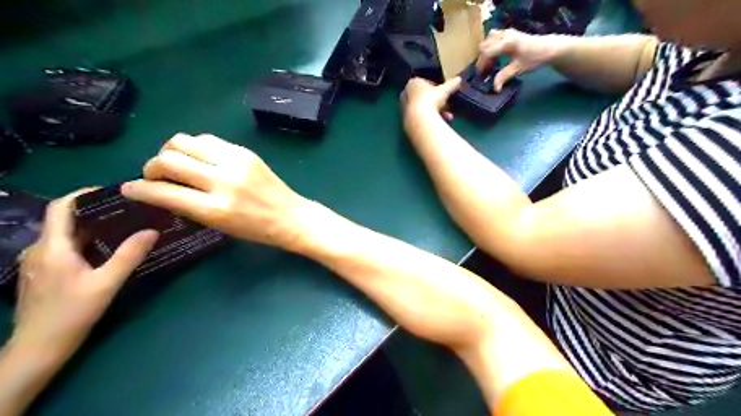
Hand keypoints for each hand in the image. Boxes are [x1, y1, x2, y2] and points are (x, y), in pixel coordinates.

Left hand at [12, 190, 157, 355]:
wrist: (38, 349)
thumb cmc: (71, 314)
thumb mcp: (106, 283)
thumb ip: (129, 255)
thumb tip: (152, 230)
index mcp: (52, 247)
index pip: (60, 208)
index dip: (83, 194)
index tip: (112, 191)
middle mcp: (39, 250)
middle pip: (65, 220)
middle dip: (96, 211)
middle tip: (128, 210)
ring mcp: (37, 263)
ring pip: (66, 235)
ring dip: (92, 227)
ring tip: (123, 227)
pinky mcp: (42, 274)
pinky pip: (64, 248)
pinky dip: (86, 242)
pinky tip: (106, 250)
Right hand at [120, 132, 310, 248]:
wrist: (290, 216)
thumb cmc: (256, 229)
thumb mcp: (218, 225)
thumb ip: (188, 206)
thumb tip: (159, 190)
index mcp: (215, 209)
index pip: (163, 192)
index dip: (139, 189)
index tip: (129, 188)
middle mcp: (222, 181)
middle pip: (168, 159)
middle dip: (151, 166)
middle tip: (154, 175)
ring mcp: (235, 162)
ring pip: (184, 141)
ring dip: (170, 151)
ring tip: (175, 163)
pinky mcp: (244, 152)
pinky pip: (207, 139)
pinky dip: (194, 147)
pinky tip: (197, 158)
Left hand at [403, 76, 460, 121]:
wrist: (419, 120)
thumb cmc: (430, 100)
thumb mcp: (444, 91)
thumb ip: (451, 84)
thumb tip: (459, 79)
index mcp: (413, 83)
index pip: (425, 83)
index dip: (436, 88)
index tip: (444, 93)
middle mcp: (406, 94)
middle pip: (424, 97)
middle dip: (437, 102)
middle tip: (447, 106)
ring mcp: (405, 108)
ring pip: (423, 108)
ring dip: (436, 112)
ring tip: (448, 117)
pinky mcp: (406, 120)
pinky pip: (421, 117)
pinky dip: (430, 119)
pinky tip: (439, 123)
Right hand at [478, 27, 551, 90]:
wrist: (548, 47)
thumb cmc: (534, 58)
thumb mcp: (518, 69)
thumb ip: (504, 77)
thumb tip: (495, 89)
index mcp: (507, 42)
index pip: (486, 52)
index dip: (481, 65)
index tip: (482, 75)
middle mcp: (504, 34)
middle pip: (484, 45)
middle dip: (482, 59)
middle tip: (486, 71)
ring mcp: (506, 32)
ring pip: (487, 40)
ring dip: (485, 52)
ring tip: (490, 63)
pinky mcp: (507, 32)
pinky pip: (492, 38)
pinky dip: (490, 47)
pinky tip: (494, 56)